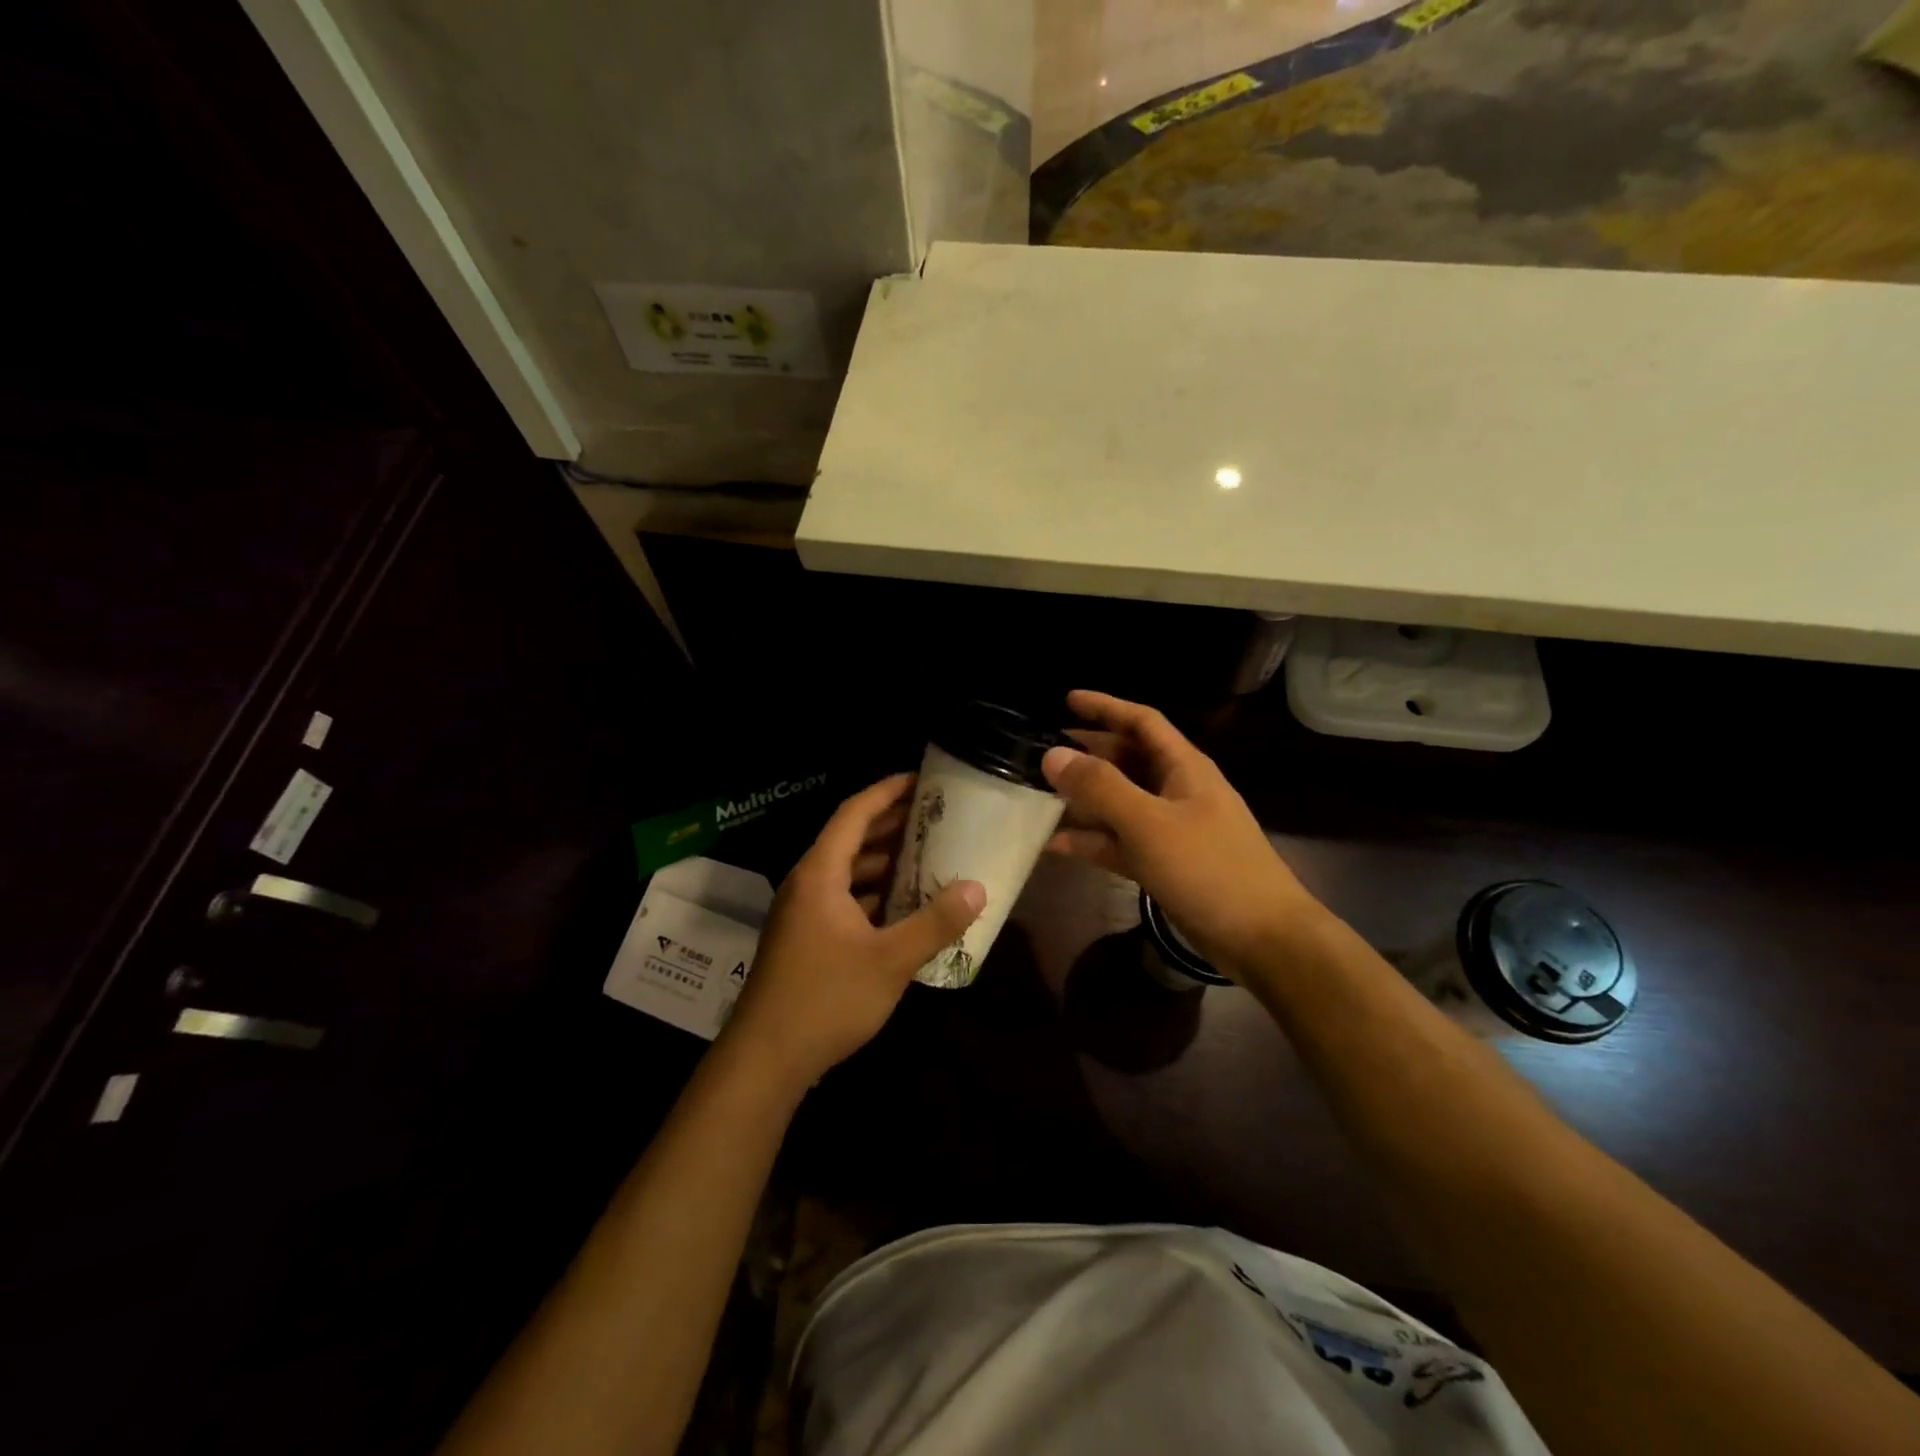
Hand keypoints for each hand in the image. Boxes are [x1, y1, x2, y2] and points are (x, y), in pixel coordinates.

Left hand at [722, 773, 984, 1092]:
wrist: (764, 1060)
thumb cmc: (826, 999)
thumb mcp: (889, 961)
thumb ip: (935, 923)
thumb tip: (977, 888)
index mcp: (820, 874)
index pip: (854, 814)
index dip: (887, 791)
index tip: (921, 779)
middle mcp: (806, 884)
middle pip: (850, 839)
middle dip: (891, 824)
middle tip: (935, 815)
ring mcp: (802, 913)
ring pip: (847, 872)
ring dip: (883, 862)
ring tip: (927, 855)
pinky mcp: (804, 939)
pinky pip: (842, 899)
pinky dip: (872, 893)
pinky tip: (903, 907)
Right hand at [1042, 690, 1322, 975]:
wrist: (1262, 939)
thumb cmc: (1209, 869)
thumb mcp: (1149, 823)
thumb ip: (1100, 787)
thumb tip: (1053, 754)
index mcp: (1183, 767)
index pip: (1141, 721)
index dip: (1105, 707)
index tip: (1065, 700)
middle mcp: (1177, 790)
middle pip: (1128, 760)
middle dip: (1089, 752)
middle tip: (1045, 750)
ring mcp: (1172, 829)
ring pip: (1121, 802)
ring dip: (1085, 798)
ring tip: (1042, 794)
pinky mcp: (1166, 864)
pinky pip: (1121, 842)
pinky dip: (1093, 841)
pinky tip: (1056, 846)